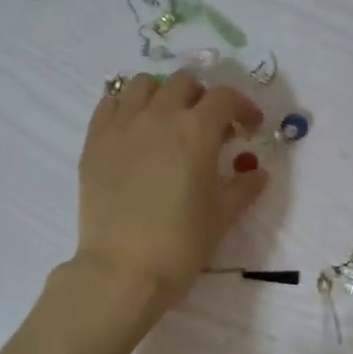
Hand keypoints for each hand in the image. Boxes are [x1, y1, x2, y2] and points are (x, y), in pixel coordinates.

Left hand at [72, 71, 266, 316]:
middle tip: (209, 126)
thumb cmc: (181, 245)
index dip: (243, 107)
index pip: (225, 98)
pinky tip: (135, 129)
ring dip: (163, 94)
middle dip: (203, 98)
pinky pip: (110, 103)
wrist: (123, 270)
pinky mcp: (94, 141)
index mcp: (196, 132)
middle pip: (184, 83)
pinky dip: (127, 106)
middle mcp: (158, 116)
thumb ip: (244, 187)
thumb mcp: (222, 216)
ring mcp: (122, 126)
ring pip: (143, 84)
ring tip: (168, 121)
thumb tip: (258, 172)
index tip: (249, 127)